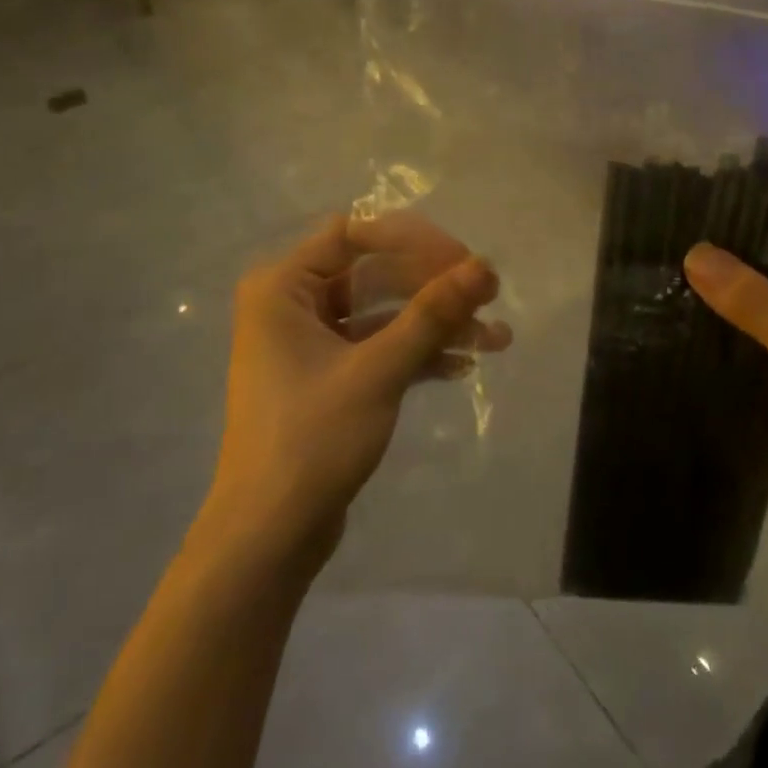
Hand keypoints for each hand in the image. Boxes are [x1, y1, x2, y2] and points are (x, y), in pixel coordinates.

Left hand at [201, 213, 511, 573]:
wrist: (270, 533)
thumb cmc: (312, 438)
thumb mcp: (378, 370)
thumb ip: (432, 314)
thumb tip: (484, 266)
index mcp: (283, 287)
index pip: (354, 234)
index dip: (413, 241)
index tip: (464, 262)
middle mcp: (293, 305)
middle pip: (374, 273)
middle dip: (434, 287)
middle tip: (489, 297)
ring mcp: (312, 343)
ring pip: (383, 314)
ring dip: (436, 323)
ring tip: (497, 339)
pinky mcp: (330, 377)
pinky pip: (378, 348)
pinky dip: (418, 353)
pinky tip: (463, 366)